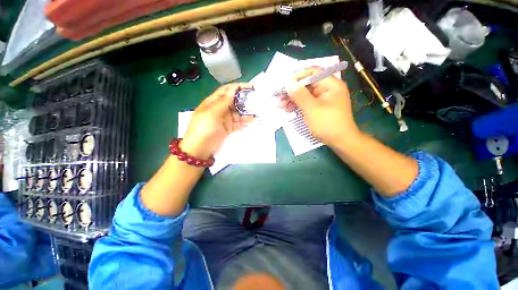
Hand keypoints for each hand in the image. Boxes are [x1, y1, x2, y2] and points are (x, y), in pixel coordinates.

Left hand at [181, 83, 253, 158]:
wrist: (200, 149)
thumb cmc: (204, 128)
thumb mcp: (212, 113)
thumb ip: (223, 101)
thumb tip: (233, 89)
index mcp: (213, 102)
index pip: (227, 90)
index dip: (238, 87)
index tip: (251, 87)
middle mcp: (220, 109)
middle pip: (235, 101)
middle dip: (245, 100)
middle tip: (257, 101)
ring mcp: (225, 119)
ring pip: (238, 113)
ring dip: (247, 113)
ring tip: (257, 113)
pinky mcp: (229, 128)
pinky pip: (239, 123)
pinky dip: (245, 123)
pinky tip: (253, 122)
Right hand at [279, 67, 358, 145]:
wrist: (340, 141)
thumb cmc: (328, 124)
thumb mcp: (312, 109)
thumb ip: (299, 94)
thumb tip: (288, 81)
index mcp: (330, 84)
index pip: (312, 73)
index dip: (296, 77)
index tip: (284, 85)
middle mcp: (327, 89)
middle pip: (306, 84)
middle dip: (291, 91)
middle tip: (278, 97)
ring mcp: (322, 99)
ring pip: (304, 95)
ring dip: (291, 99)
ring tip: (279, 105)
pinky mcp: (319, 108)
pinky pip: (306, 103)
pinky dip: (296, 105)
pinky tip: (287, 109)